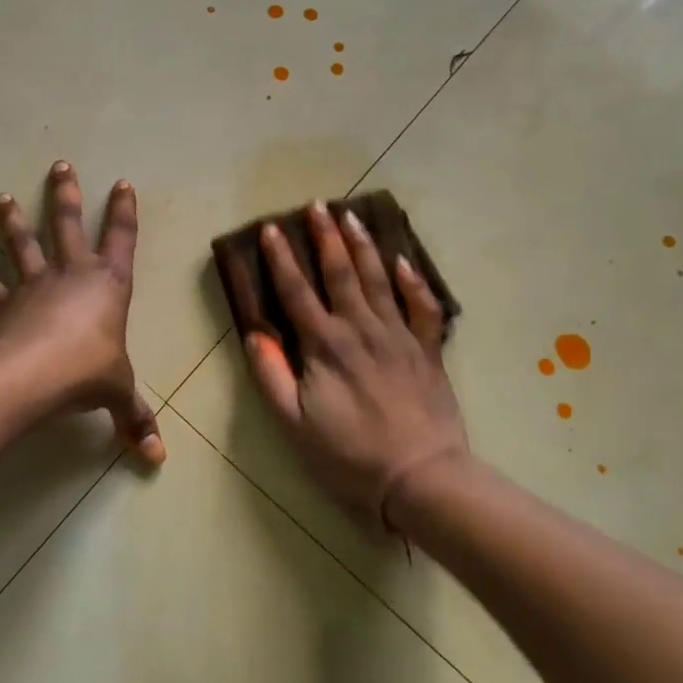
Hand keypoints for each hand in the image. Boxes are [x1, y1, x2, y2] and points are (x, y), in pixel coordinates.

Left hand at [0, 162, 163, 464]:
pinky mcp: (6, 305)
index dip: (123, 211)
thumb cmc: (88, 372)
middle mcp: (72, 274)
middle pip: (68, 224)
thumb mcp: (118, 393)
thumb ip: (135, 419)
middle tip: (59, 165)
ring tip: (2, 197)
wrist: (36, 376)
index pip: (121, 238)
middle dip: (65, 194)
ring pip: (25, 245)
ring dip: (15, 220)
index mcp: (109, 284)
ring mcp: (35, 285)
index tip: (121, 183)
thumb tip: (156, 459)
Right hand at [242, 201, 469, 527]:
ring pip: (379, 279)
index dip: (282, 259)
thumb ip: (272, 377)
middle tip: (318, 205)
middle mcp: (361, 329)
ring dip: (364, 246)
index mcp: (326, 346)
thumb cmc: (350, 455)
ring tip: (352, 217)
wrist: (421, 478)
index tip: (272, 228)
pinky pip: (423, 306)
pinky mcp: (427, 350)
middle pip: (341, 273)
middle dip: (327, 237)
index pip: (297, 292)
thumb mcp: (295, 425)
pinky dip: (414, 281)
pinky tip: (404, 260)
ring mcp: (399, 336)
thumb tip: (256, 335)